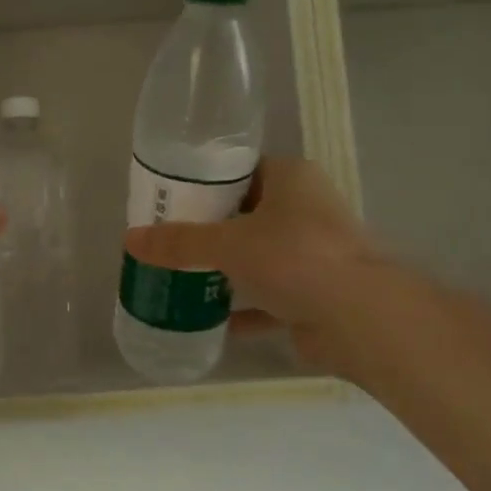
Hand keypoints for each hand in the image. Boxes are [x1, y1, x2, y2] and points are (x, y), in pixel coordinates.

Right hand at [123, 156, 383, 380]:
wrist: (360, 319)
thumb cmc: (294, 258)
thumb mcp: (228, 244)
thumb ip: (179, 242)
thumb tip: (130, 240)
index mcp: (292, 179)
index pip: (240, 171)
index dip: (204, 184)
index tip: (170, 201)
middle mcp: (306, 210)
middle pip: (246, 215)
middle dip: (209, 231)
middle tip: (167, 240)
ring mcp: (314, 254)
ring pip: (258, 257)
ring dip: (225, 270)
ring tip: (180, 276)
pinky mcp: (315, 294)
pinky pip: (270, 298)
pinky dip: (243, 307)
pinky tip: (209, 318)